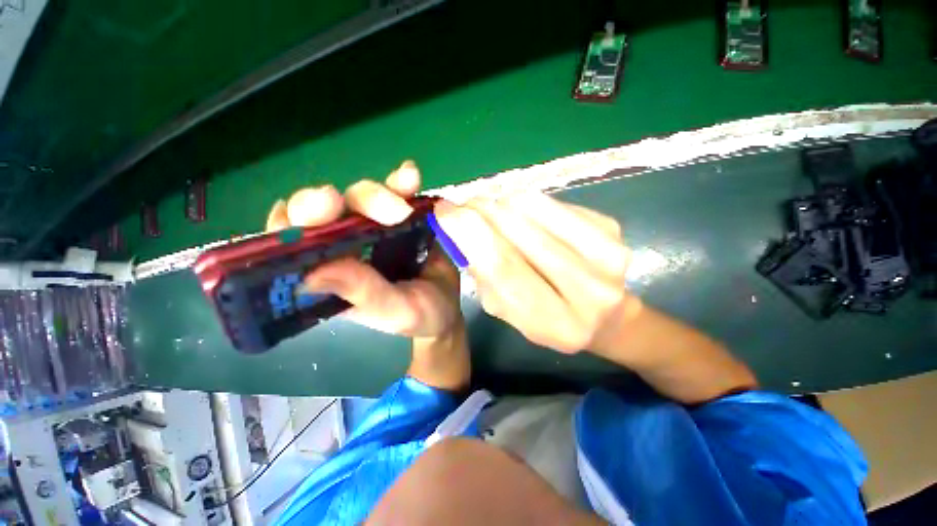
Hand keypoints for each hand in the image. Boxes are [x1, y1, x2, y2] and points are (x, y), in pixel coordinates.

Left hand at [265, 161, 461, 338]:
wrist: (450, 306)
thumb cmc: (420, 318)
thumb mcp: (393, 312)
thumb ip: (362, 294)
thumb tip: (311, 273)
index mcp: (331, 273)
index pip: (291, 244)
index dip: (290, 224)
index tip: (307, 215)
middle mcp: (345, 246)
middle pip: (324, 212)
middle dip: (335, 204)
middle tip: (348, 204)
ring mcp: (374, 228)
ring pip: (359, 197)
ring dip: (377, 194)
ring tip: (403, 206)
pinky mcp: (402, 218)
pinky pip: (396, 193)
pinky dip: (401, 183)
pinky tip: (410, 176)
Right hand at [434, 193, 638, 353]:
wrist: (608, 315)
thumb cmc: (548, 318)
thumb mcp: (508, 311)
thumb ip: (485, 276)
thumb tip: (461, 228)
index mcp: (556, 323)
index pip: (503, 270)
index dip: (469, 235)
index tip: (444, 213)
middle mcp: (588, 290)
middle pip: (519, 234)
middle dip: (481, 212)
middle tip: (462, 205)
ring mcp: (607, 254)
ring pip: (534, 209)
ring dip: (500, 203)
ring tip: (488, 209)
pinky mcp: (610, 226)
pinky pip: (551, 201)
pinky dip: (525, 201)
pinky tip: (518, 211)